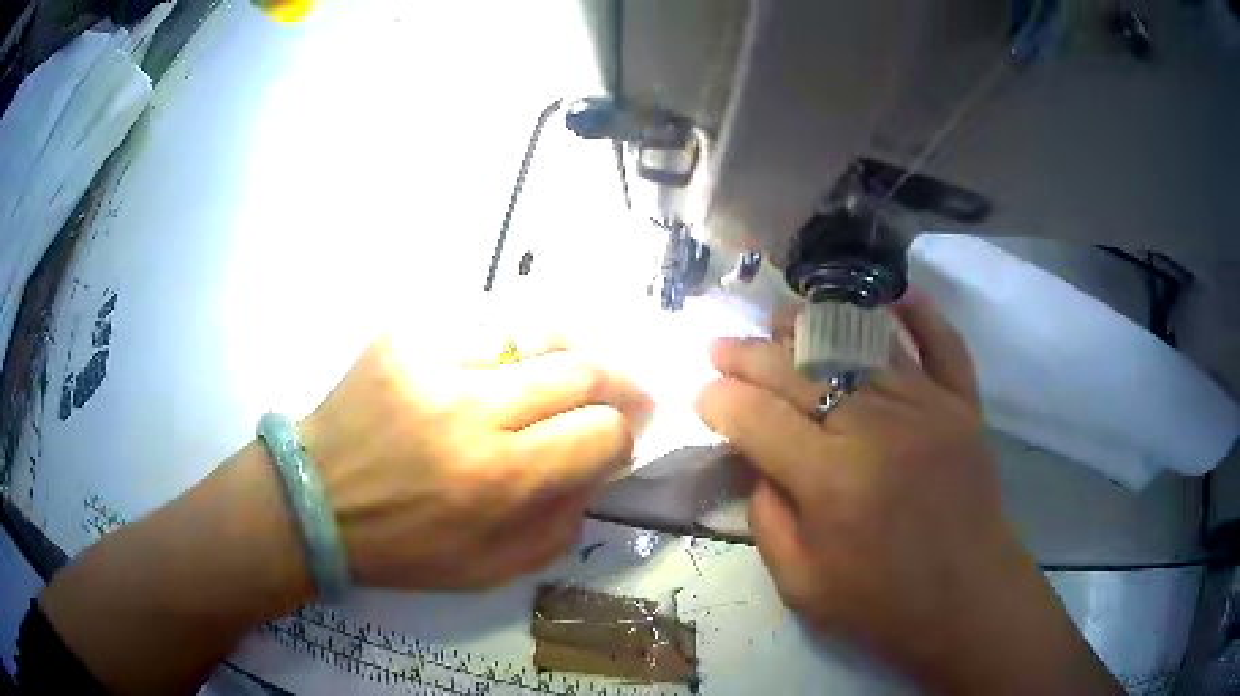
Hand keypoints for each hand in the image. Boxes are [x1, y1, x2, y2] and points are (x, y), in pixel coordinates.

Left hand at [301, 336, 651, 589]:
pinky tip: (504, 364)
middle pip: (581, 369)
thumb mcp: (493, 569)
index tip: (619, 440)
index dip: (622, 437)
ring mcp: (433, 360)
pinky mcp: (404, 335)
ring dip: (567, 354)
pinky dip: (508, 344)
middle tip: (620, 395)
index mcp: (497, 478)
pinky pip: (482, 325)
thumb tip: (598, 468)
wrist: (316, 500)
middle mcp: (471, 410)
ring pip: (537, 332)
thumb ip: (562, 525)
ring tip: (569, 371)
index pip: (600, 432)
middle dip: (616, 383)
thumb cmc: (404, 547)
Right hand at [695, 293, 1118, 692]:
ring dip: (813, 328)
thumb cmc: (882, 603)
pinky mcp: (963, 405)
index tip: (702, 395)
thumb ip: (767, 518)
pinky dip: (920, 316)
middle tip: (720, 347)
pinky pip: (943, 345)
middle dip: (748, 356)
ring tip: (780, 321)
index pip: (756, 418)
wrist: (968, 600)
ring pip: (860, 345)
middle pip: (799, 372)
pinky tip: (895, 295)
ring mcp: (927, 407)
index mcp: (831, 480)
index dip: (719, 401)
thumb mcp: (800, 583)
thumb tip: (757, 461)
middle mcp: (876, 428)